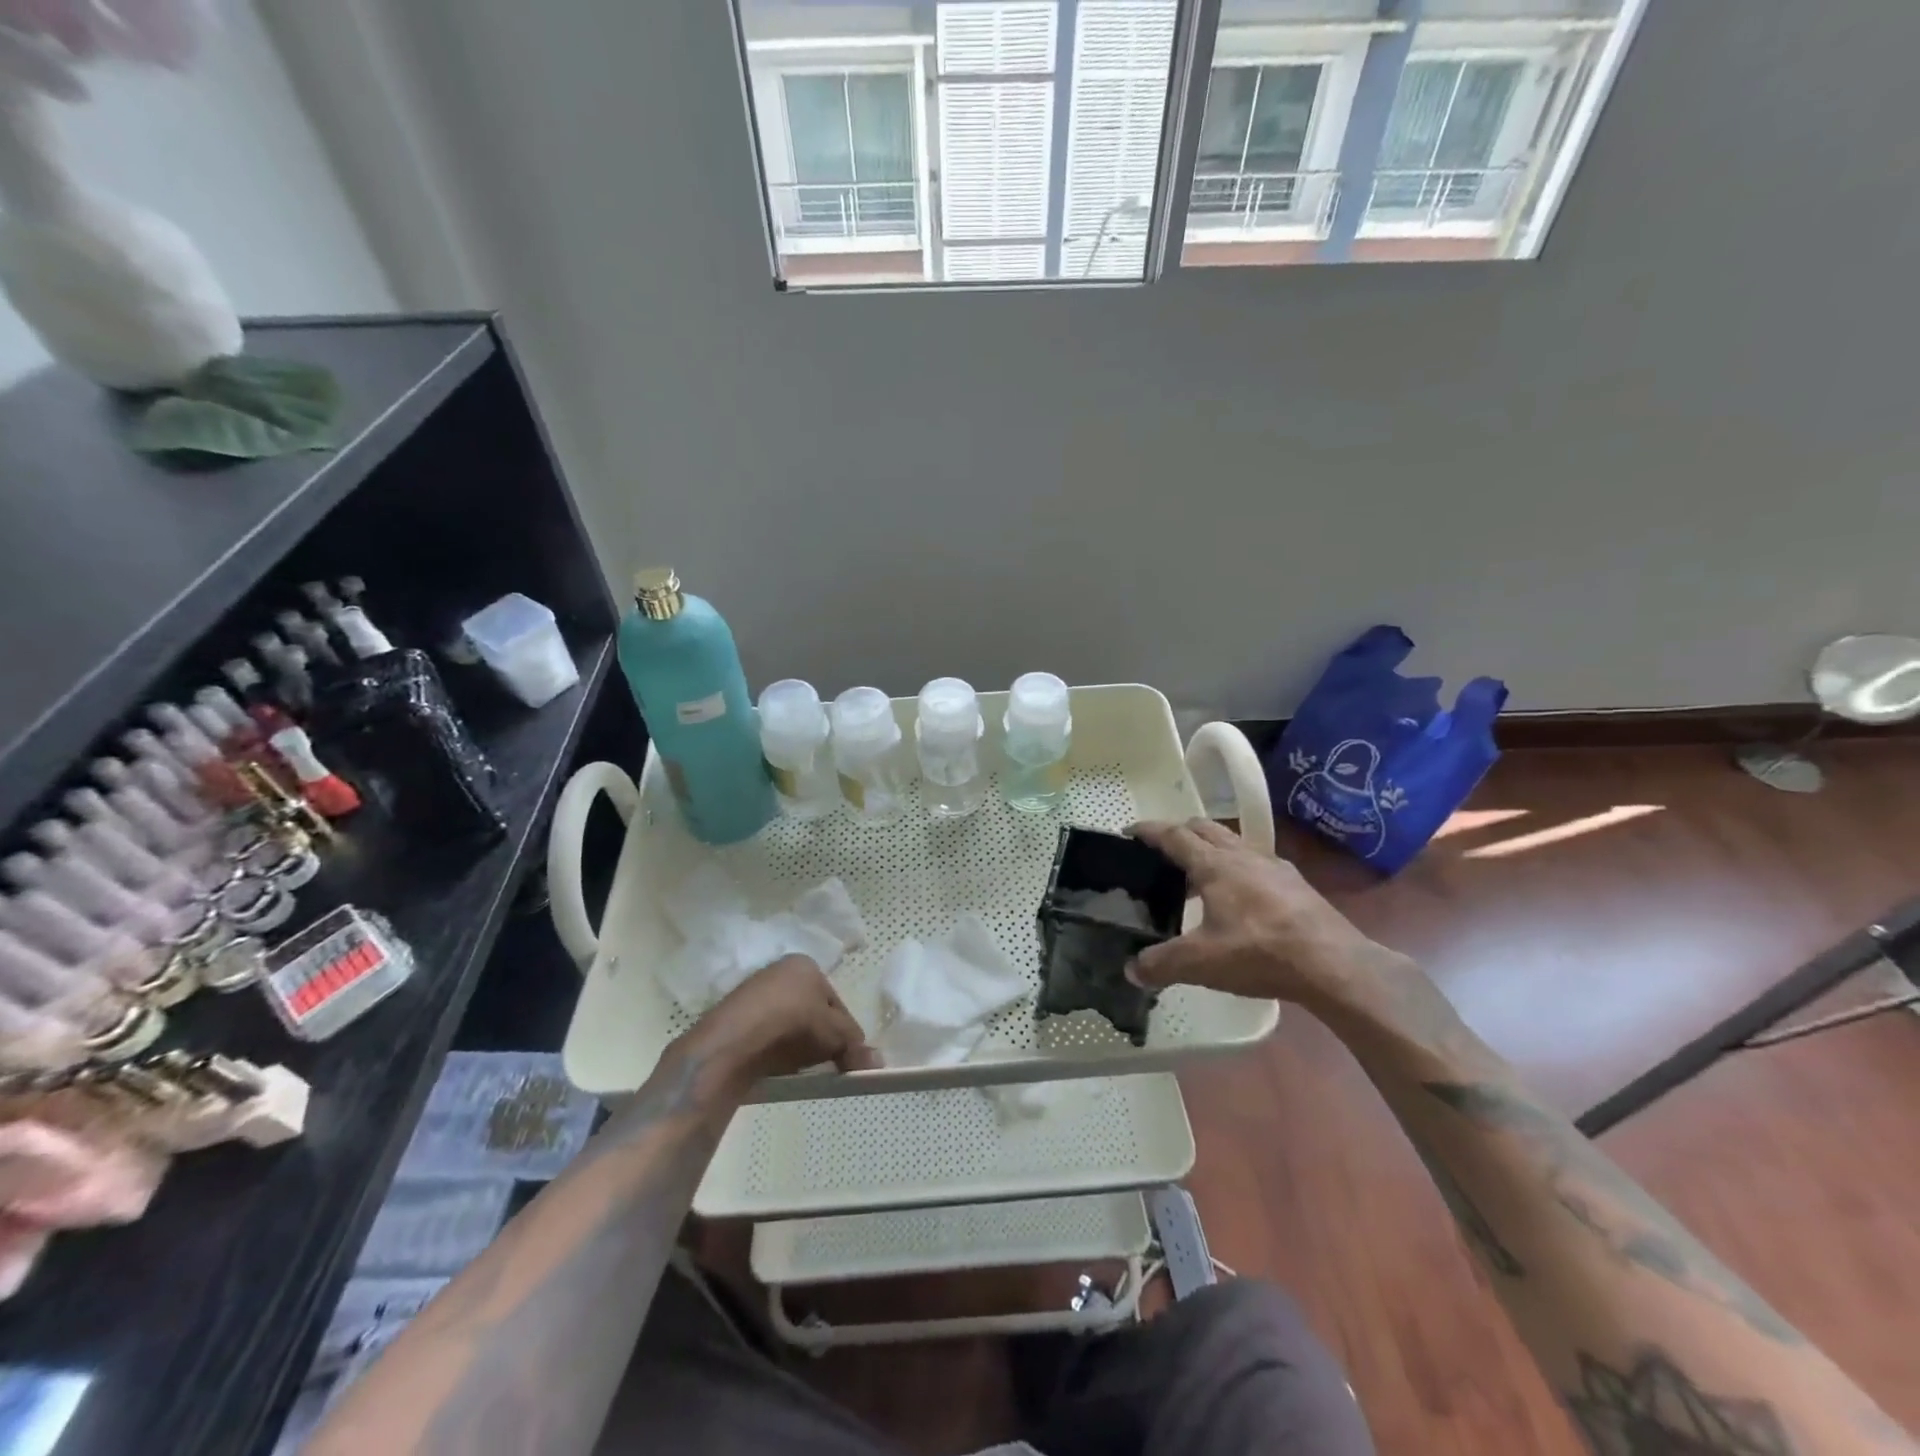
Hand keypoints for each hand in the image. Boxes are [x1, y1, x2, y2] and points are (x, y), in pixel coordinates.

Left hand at [674, 955, 878, 1098]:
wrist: (734, 1042)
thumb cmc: (793, 1024)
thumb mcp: (835, 1035)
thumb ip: (856, 1046)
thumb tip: (878, 1063)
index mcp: (805, 964)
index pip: (835, 999)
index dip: (845, 1029)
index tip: (847, 1055)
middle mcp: (778, 971)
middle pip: (810, 1010)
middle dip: (819, 1036)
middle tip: (824, 1063)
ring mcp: (752, 993)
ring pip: (786, 1023)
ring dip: (795, 1044)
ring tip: (798, 1068)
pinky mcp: (733, 1018)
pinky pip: (764, 1034)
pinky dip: (772, 1049)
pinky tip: (774, 1066)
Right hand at [1128, 819, 1404, 1007]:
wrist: (1334, 965)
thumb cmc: (1260, 954)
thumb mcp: (1201, 963)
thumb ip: (1161, 964)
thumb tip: (1131, 970)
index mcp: (1214, 864)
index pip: (1174, 835)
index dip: (1149, 831)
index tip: (1129, 831)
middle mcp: (1243, 855)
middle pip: (1204, 828)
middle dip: (1179, 833)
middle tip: (1161, 852)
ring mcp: (1273, 866)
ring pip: (1233, 843)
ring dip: (1210, 850)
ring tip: (1197, 879)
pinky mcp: (1296, 883)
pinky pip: (1256, 862)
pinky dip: (1236, 868)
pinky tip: (1239, 899)